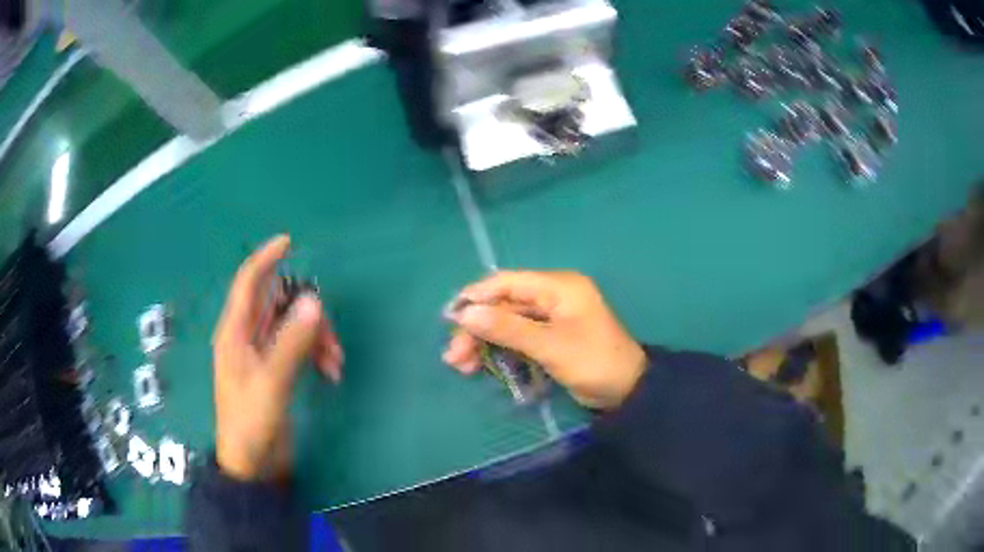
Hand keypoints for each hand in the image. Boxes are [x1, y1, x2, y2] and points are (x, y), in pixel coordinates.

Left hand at [212, 235, 343, 481]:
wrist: (253, 463)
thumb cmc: (251, 421)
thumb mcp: (271, 381)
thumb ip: (292, 342)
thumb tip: (314, 302)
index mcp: (235, 332)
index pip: (248, 284)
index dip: (265, 259)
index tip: (288, 242)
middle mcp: (248, 337)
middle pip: (280, 305)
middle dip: (308, 314)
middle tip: (329, 337)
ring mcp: (264, 354)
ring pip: (294, 326)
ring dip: (318, 338)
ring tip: (335, 363)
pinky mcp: (277, 371)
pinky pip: (300, 348)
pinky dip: (316, 354)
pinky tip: (330, 372)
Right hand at [443, 271, 646, 409]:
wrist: (626, 391)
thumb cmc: (593, 362)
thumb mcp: (550, 346)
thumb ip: (508, 328)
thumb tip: (465, 313)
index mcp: (558, 286)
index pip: (507, 282)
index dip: (476, 297)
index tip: (450, 318)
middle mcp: (552, 296)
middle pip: (504, 305)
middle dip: (477, 328)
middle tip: (453, 356)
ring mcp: (551, 318)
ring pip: (507, 323)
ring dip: (484, 342)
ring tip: (461, 366)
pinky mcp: (549, 338)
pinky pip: (518, 337)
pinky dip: (500, 350)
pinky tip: (480, 366)